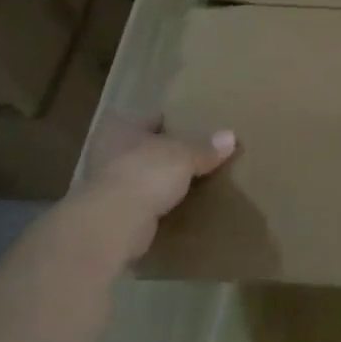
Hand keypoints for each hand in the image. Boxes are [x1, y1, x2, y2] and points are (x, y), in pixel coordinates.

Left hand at [85, 114, 236, 256]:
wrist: (115, 222)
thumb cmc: (146, 173)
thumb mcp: (184, 155)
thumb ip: (206, 148)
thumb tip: (231, 137)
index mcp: (121, 128)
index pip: (152, 118)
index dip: (174, 121)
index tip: (196, 125)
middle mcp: (109, 151)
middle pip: (147, 147)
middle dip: (168, 152)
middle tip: (199, 153)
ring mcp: (109, 183)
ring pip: (144, 175)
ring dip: (162, 180)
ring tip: (193, 179)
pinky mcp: (115, 212)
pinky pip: (144, 201)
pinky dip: (158, 203)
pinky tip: (180, 205)